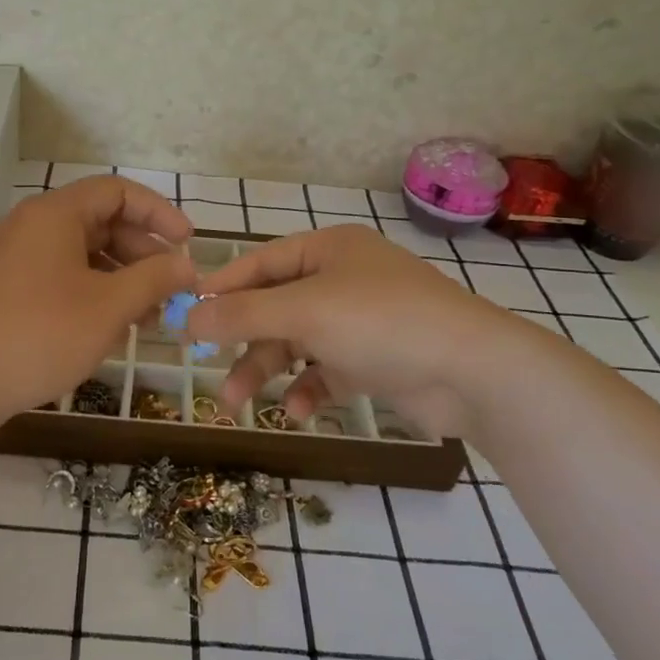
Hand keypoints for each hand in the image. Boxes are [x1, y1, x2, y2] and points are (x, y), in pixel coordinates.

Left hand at [0, 176, 195, 423]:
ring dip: (122, 278)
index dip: (158, 212)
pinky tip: (113, 326)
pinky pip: (63, 275)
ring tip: (150, 316)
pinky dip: (94, 292)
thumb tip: (187, 266)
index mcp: (55, 214)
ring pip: (83, 253)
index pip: (117, 191)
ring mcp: (17, 257)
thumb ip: (154, 279)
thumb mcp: (109, 306)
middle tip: (171, 288)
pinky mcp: (9, 287)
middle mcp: (33, 225)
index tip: (188, 243)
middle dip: (143, 252)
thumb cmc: (40, 334)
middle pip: (102, 221)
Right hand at [186, 224, 548, 438]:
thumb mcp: (303, 311)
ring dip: (266, 371)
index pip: (259, 263)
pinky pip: (325, 371)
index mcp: (328, 249)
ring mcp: (360, 320)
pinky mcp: (374, 359)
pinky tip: (297, 410)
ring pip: (296, 342)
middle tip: (206, 369)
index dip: (221, 289)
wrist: (473, 372)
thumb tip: (187, 318)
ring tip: (236, 405)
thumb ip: (242, 314)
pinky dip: (307, 389)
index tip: (186, 318)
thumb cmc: (380, 322)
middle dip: (241, 340)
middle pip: (274, 307)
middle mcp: (341, 279)